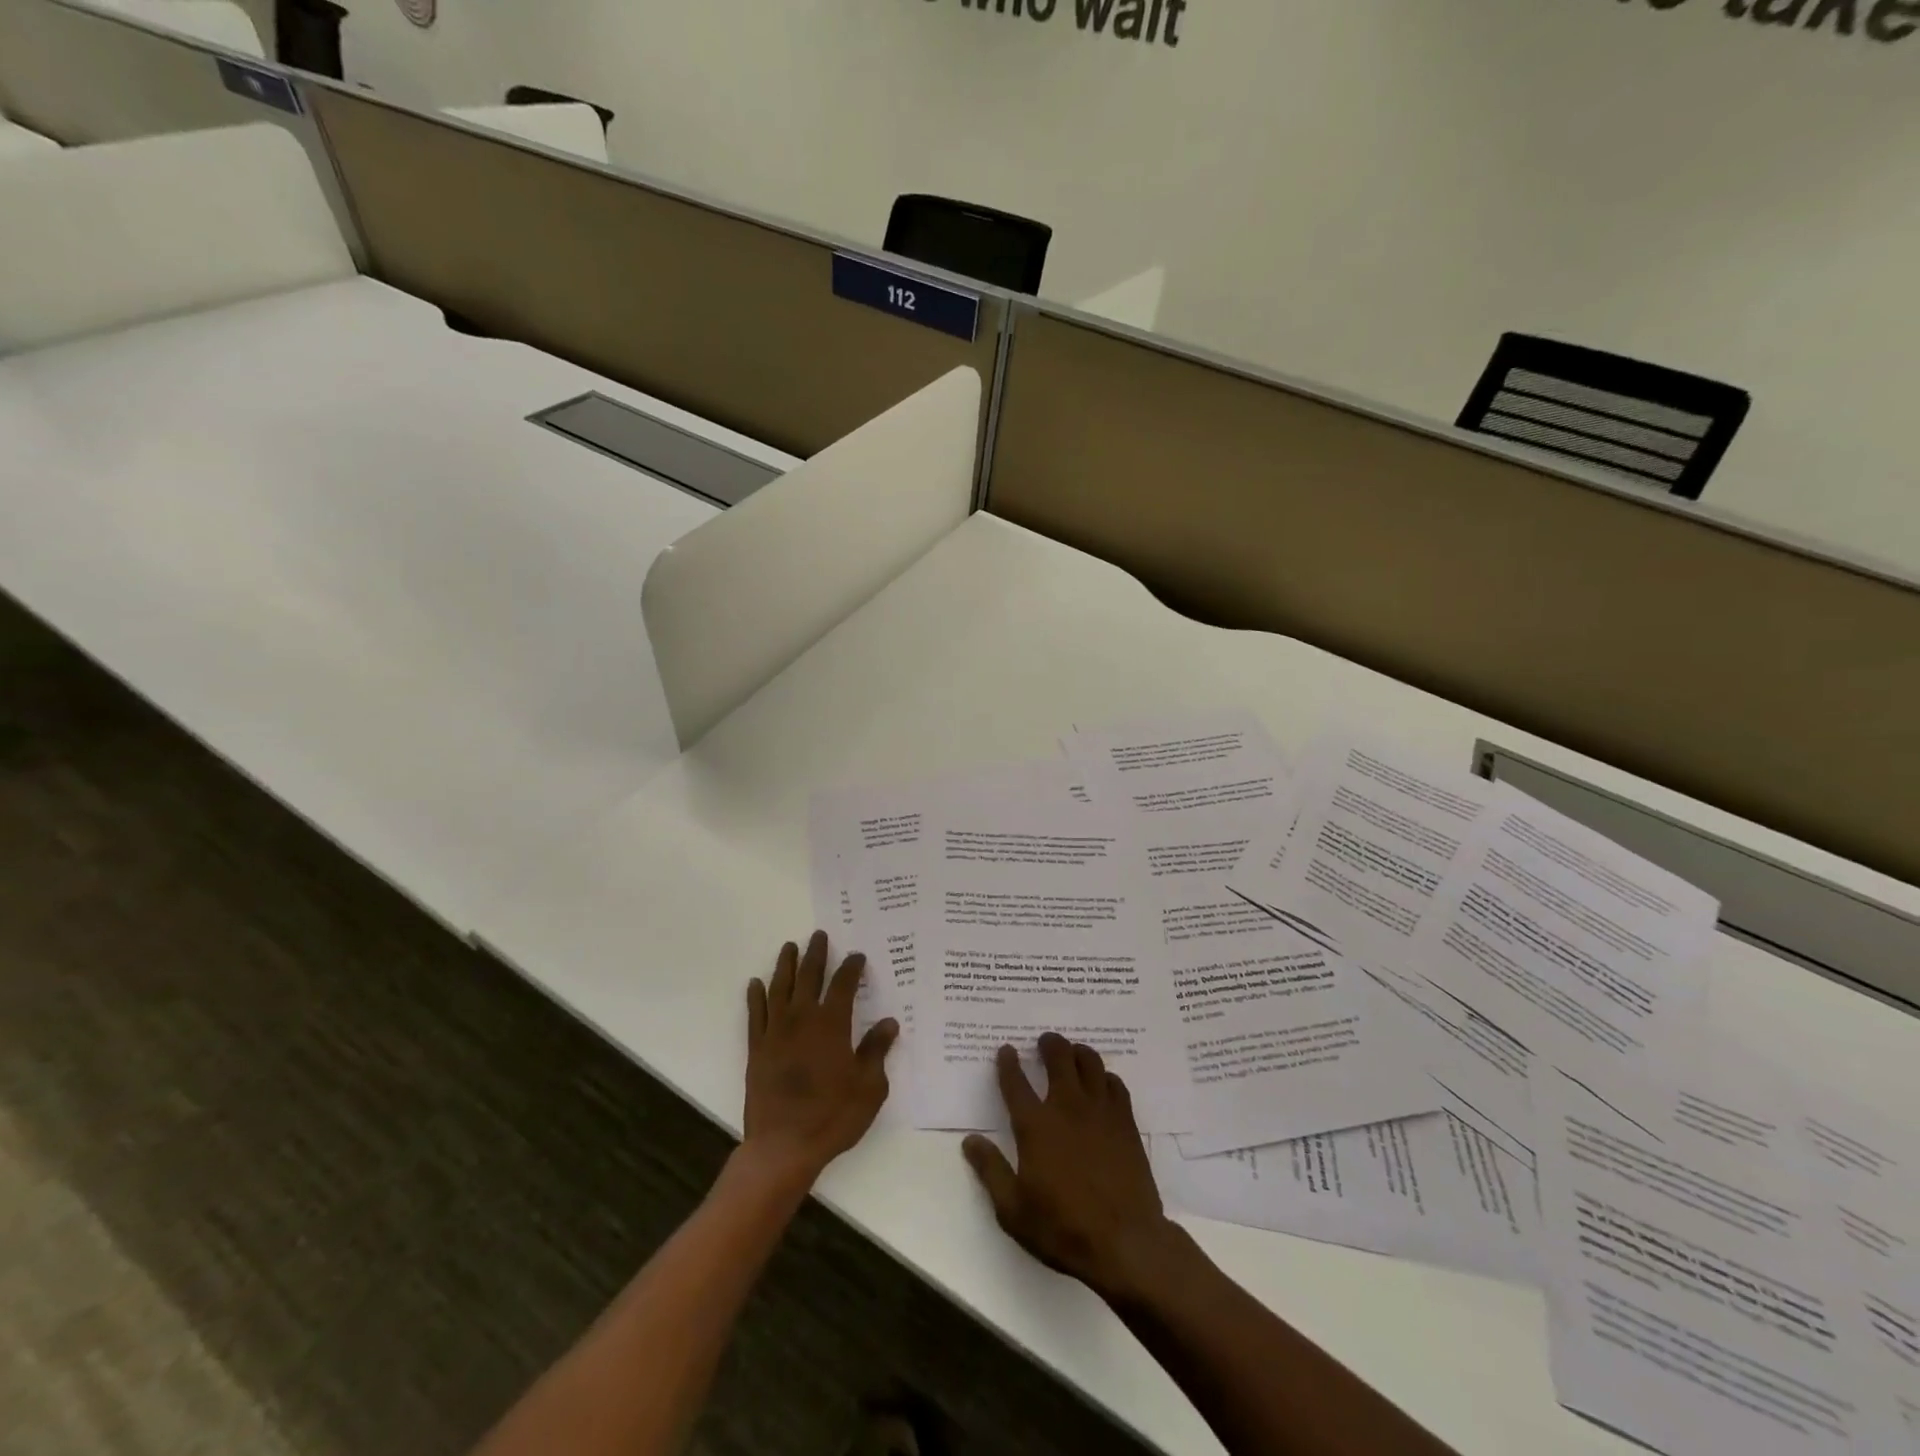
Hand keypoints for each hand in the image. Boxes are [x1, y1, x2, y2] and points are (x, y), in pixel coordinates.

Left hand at [743, 932, 898, 1187]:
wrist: (783, 1146)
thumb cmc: (832, 1116)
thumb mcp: (869, 1087)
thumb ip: (876, 1050)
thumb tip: (889, 1022)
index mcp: (832, 1024)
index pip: (844, 985)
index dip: (852, 967)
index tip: (857, 955)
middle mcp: (802, 1019)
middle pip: (809, 977)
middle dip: (816, 954)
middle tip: (819, 935)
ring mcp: (776, 1032)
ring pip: (780, 988)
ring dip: (786, 966)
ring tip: (789, 948)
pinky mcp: (757, 1049)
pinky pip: (755, 1014)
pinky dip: (756, 996)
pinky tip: (756, 984)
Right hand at [961, 1033, 1183, 1301]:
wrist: (1125, 1242)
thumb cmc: (1063, 1228)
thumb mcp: (1013, 1210)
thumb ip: (990, 1171)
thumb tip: (970, 1141)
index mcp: (1035, 1126)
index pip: (1016, 1083)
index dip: (1008, 1063)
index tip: (1006, 1050)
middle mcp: (1066, 1107)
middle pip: (1058, 1058)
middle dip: (1049, 1044)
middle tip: (1045, 1041)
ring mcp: (1099, 1111)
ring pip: (1090, 1062)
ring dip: (1078, 1052)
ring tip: (1073, 1053)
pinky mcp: (1125, 1121)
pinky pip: (1115, 1084)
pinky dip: (1105, 1077)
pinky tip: (1102, 1084)